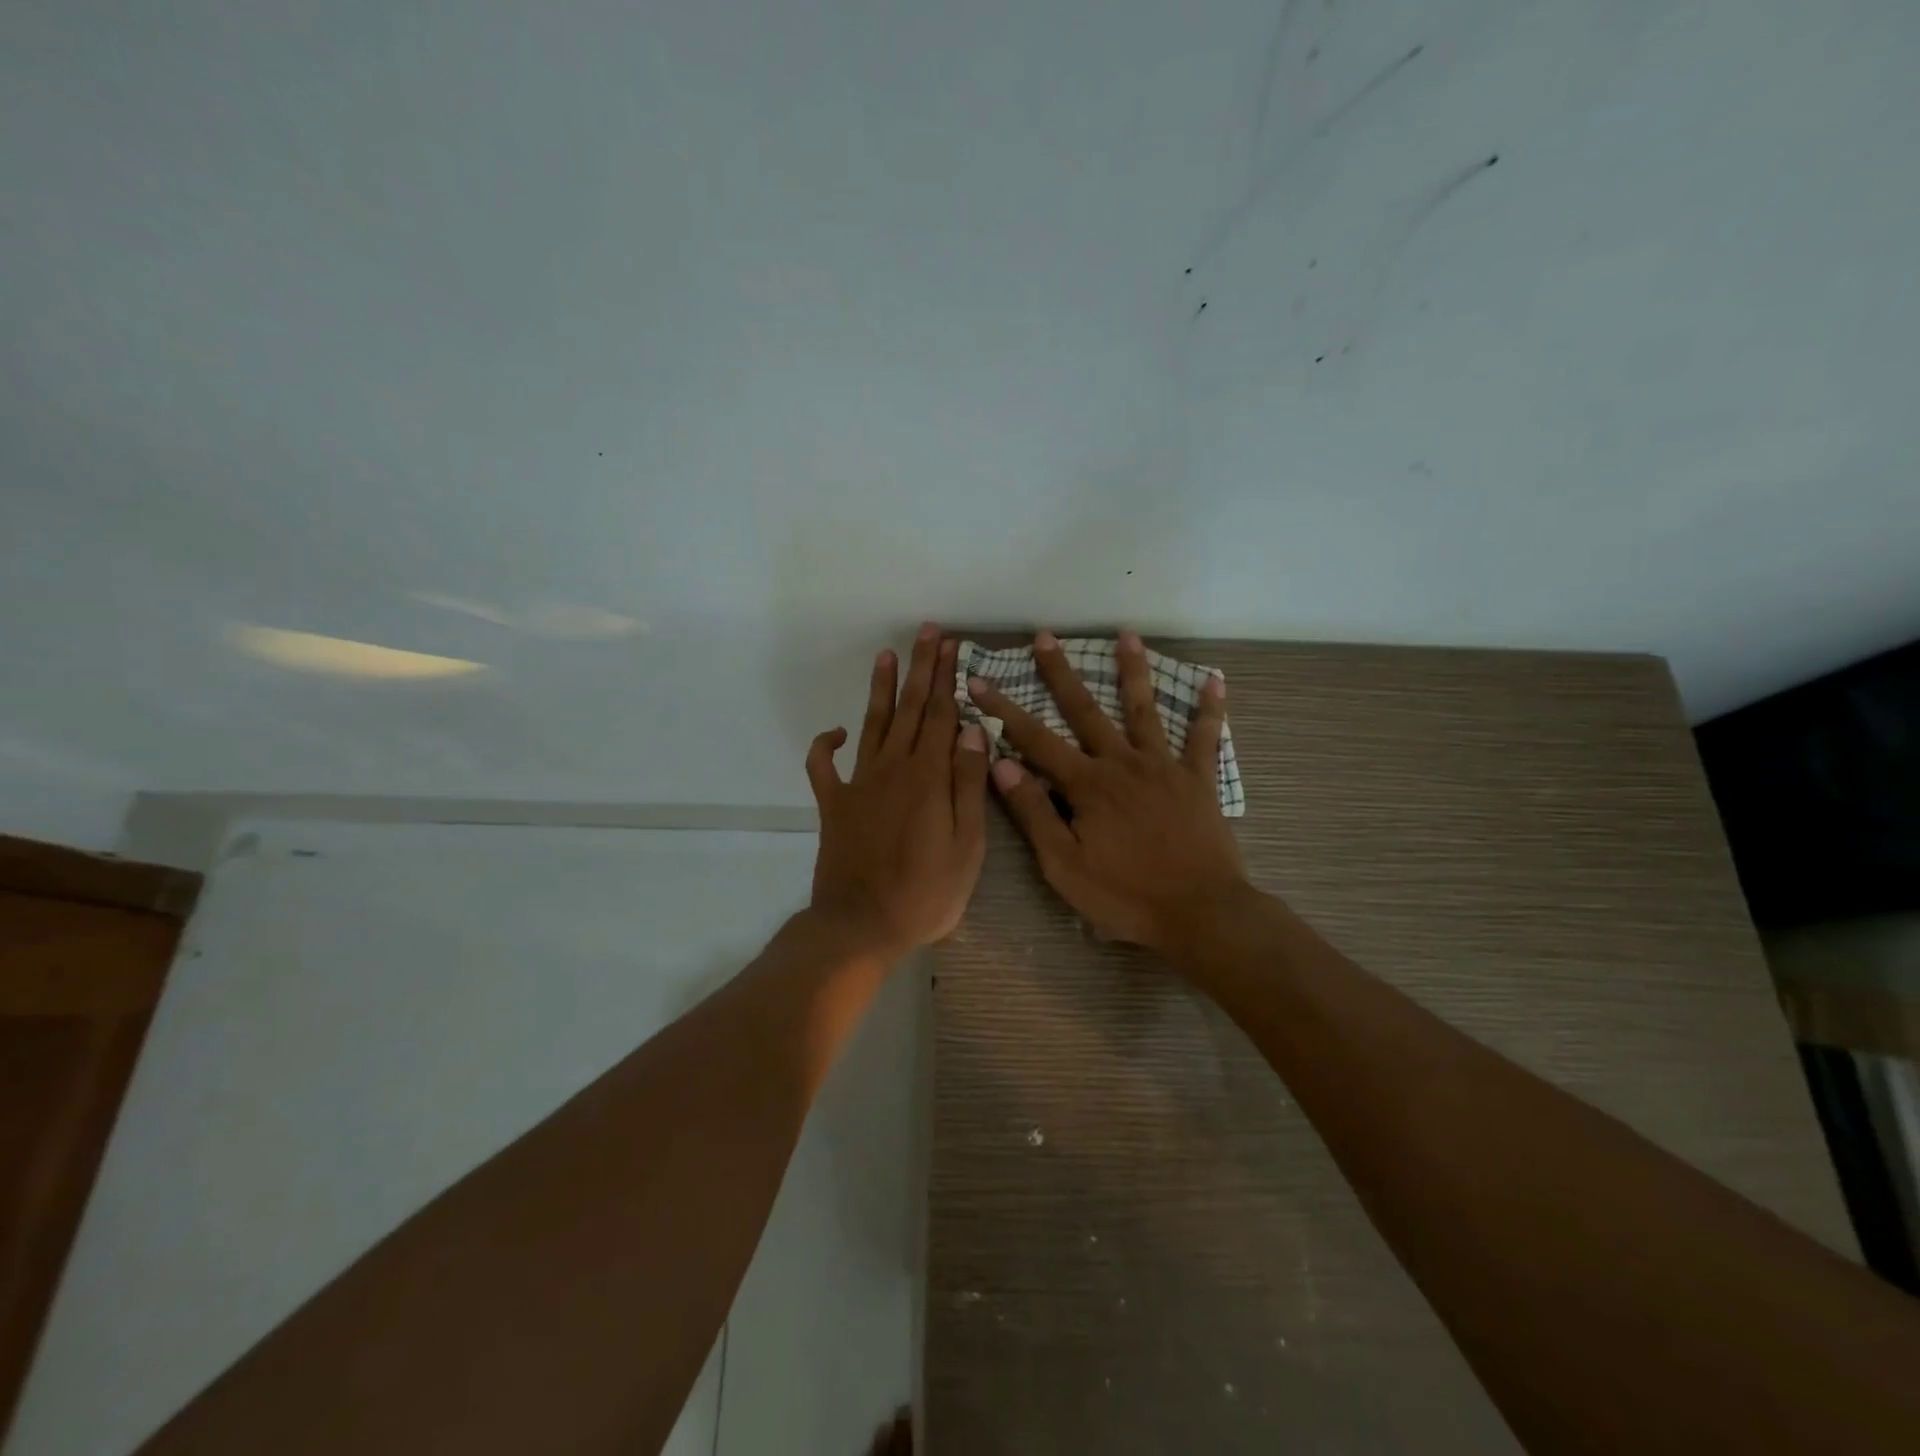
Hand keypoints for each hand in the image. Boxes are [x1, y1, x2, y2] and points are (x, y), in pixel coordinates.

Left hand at [806, 623, 989, 961]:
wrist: (861, 926)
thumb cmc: (926, 893)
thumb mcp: (967, 846)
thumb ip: (969, 785)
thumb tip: (972, 731)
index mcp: (929, 777)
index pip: (943, 716)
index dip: (949, 679)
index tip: (953, 646)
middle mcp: (893, 769)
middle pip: (911, 709)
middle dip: (921, 668)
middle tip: (927, 632)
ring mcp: (858, 784)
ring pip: (873, 725)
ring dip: (881, 689)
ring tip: (886, 655)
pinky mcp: (833, 805)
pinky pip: (822, 767)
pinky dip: (825, 745)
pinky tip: (835, 731)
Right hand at [967, 630, 1246, 952]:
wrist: (1201, 913)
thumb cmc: (1126, 896)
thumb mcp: (1064, 865)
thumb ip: (1034, 813)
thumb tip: (1001, 765)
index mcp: (1087, 785)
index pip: (1035, 740)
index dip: (1003, 710)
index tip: (979, 681)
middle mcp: (1123, 763)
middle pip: (1085, 711)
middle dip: (1060, 673)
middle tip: (1044, 637)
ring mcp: (1164, 767)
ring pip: (1144, 710)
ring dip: (1133, 671)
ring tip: (1126, 636)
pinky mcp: (1198, 780)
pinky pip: (1205, 738)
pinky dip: (1210, 708)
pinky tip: (1215, 680)